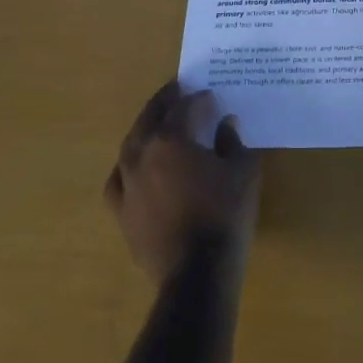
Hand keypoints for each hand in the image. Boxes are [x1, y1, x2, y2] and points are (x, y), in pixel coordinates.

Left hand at [105, 80, 261, 286]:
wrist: (195, 272)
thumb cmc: (224, 215)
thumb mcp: (243, 172)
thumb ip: (233, 141)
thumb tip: (224, 124)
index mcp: (171, 139)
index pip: (184, 108)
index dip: (199, 99)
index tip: (210, 96)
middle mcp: (142, 154)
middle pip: (150, 117)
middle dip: (165, 101)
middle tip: (177, 90)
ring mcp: (126, 182)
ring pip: (131, 144)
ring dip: (146, 128)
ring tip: (159, 124)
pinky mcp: (120, 210)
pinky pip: (119, 178)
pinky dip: (128, 166)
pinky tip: (136, 167)